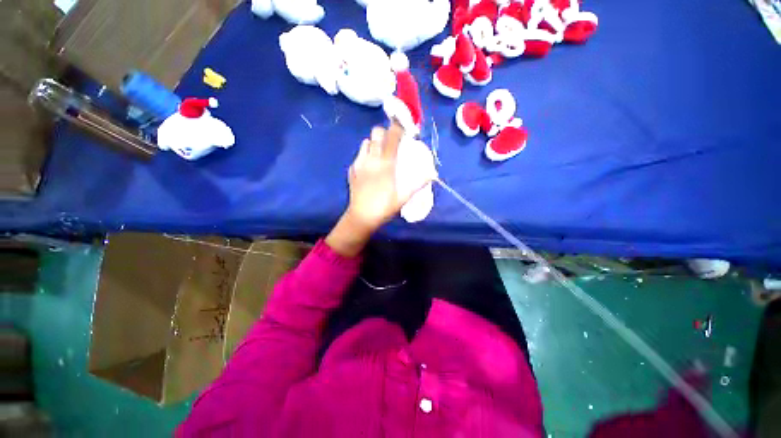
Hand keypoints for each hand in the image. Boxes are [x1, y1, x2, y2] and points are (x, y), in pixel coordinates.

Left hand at [347, 122, 431, 230]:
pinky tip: (369, 168)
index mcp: (386, 163)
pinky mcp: (351, 170)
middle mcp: (371, 158)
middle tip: (392, 143)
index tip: (404, 131)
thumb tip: (433, 173)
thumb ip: (418, 183)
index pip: (391, 135)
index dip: (398, 128)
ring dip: (374, 143)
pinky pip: (359, 155)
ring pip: (365, 142)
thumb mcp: (404, 196)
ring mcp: (359, 163)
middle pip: (376, 132)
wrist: (362, 217)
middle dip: (385, 133)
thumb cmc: (384, 207)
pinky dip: (365, 155)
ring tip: (380, 154)